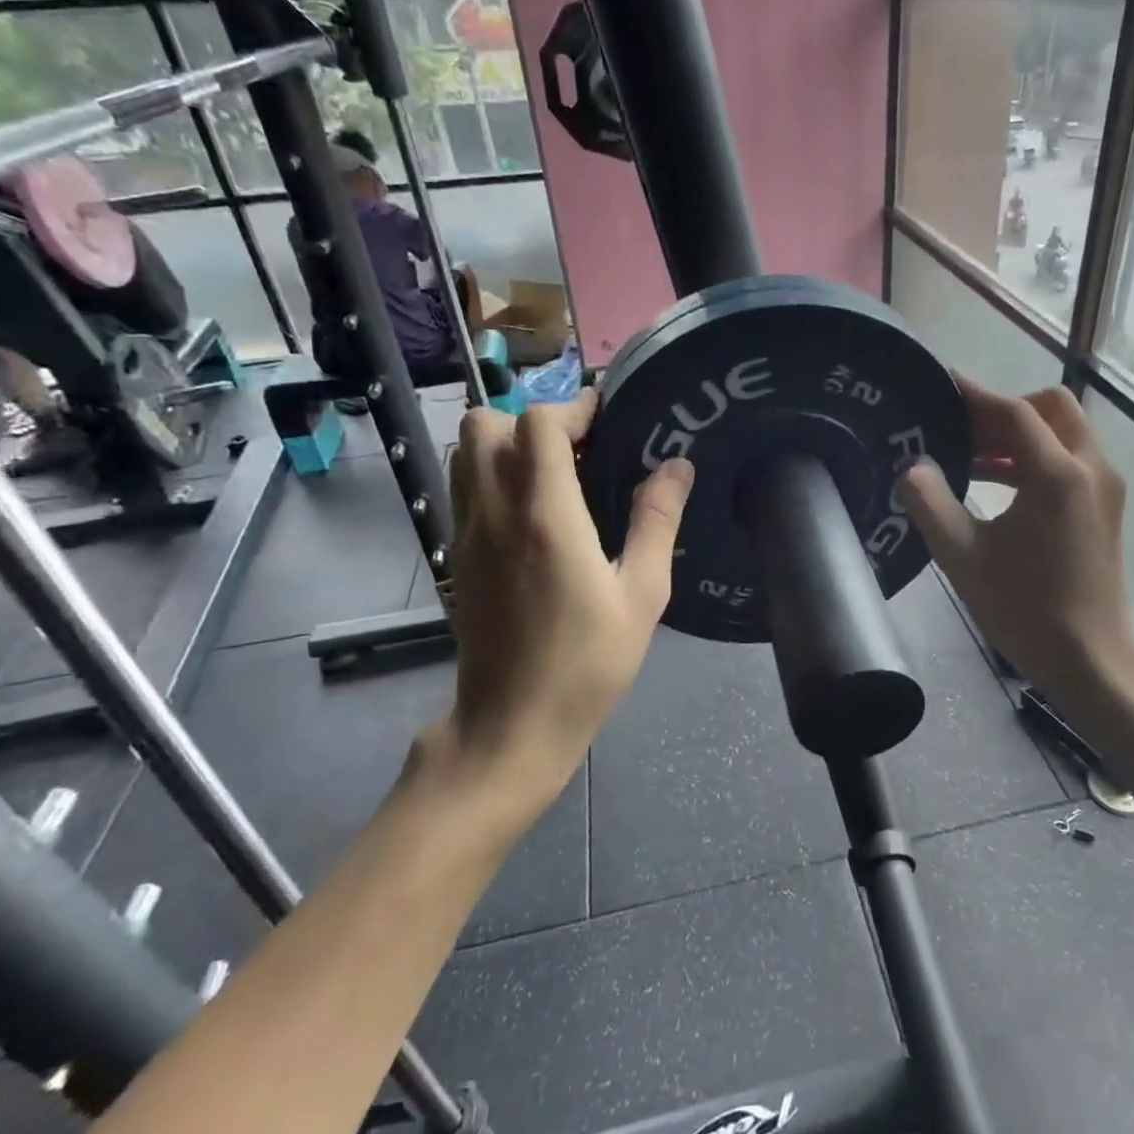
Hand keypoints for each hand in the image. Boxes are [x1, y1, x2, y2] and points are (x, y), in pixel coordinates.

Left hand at [434, 391, 693, 810]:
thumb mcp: (642, 596)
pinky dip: (494, 473)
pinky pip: (465, 487)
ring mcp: (466, 533)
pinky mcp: (456, 555)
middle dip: (534, 419)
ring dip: (508, 443)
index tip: (609, 417)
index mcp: (546, 517)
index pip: (540, 424)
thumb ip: (657, 523)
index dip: (575, 407)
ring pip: (466, 450)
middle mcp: (495, 512)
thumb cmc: (587, 664)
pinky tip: (535, 512)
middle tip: (581, 449)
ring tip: (558, 473)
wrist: (511, 726)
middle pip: (486, 422)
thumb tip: (677, 466)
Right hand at [895, 379, 1133, 708]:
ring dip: (1019, 437)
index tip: (941, 386)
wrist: (1090, 658)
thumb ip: (930, 503)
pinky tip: (998, 486)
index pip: (1015, 413)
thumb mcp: (963, 556)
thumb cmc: (1024, 608)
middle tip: (961, 430)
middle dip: (1005, 411)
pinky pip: (1070, 462)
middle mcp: (1091, 469)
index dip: (975, 396)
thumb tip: (912, 467)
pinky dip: (1035, 460)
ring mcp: (1104, 489)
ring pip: (1064, 434)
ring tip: (970, 459)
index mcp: (1058, 474)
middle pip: (1051, 409)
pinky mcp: (1104, 509)